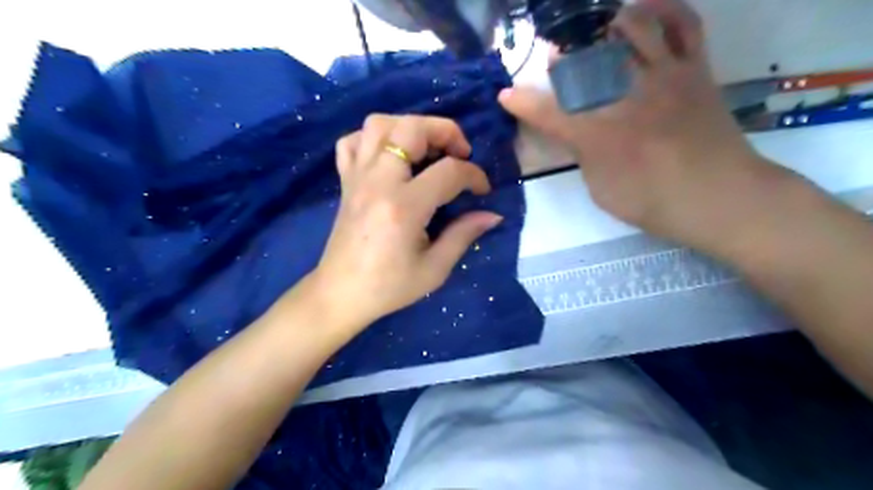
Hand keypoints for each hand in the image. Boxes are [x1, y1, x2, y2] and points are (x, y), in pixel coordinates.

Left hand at [310, 114, 501, 331]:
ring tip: (427, 149)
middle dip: (444, 131)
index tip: (482, 190)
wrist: (341, 294)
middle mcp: (378, 182)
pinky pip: (354, 142)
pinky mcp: (345, 181)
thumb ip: (464, 235)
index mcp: (404, 207)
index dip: (474, 176)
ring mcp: (357, 177)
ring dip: (409, 127)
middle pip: (410, 128)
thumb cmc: (389, 287)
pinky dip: (374, 138)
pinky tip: (390, 156)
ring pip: (379, 124)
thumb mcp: (434, 269)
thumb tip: (492, 214)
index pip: (448, 171)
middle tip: (460, 152)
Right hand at [502, 1, 780, 247]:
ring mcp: (664, 76)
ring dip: (608, 24)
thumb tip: (578, 134)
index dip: (522, 103)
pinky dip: (665, 9)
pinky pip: (684, 24)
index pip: (549, 113)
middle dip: (564, 57)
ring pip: (633, 27)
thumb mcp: (601, 190)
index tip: (506, 96)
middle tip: (558, 60)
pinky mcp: (695, 69)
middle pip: (587, 60)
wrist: (720, 197)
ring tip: (600, 33)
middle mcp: (628, 96)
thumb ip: (584, 156)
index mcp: (600, 135)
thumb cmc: (653, 202)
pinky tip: (647, 9)